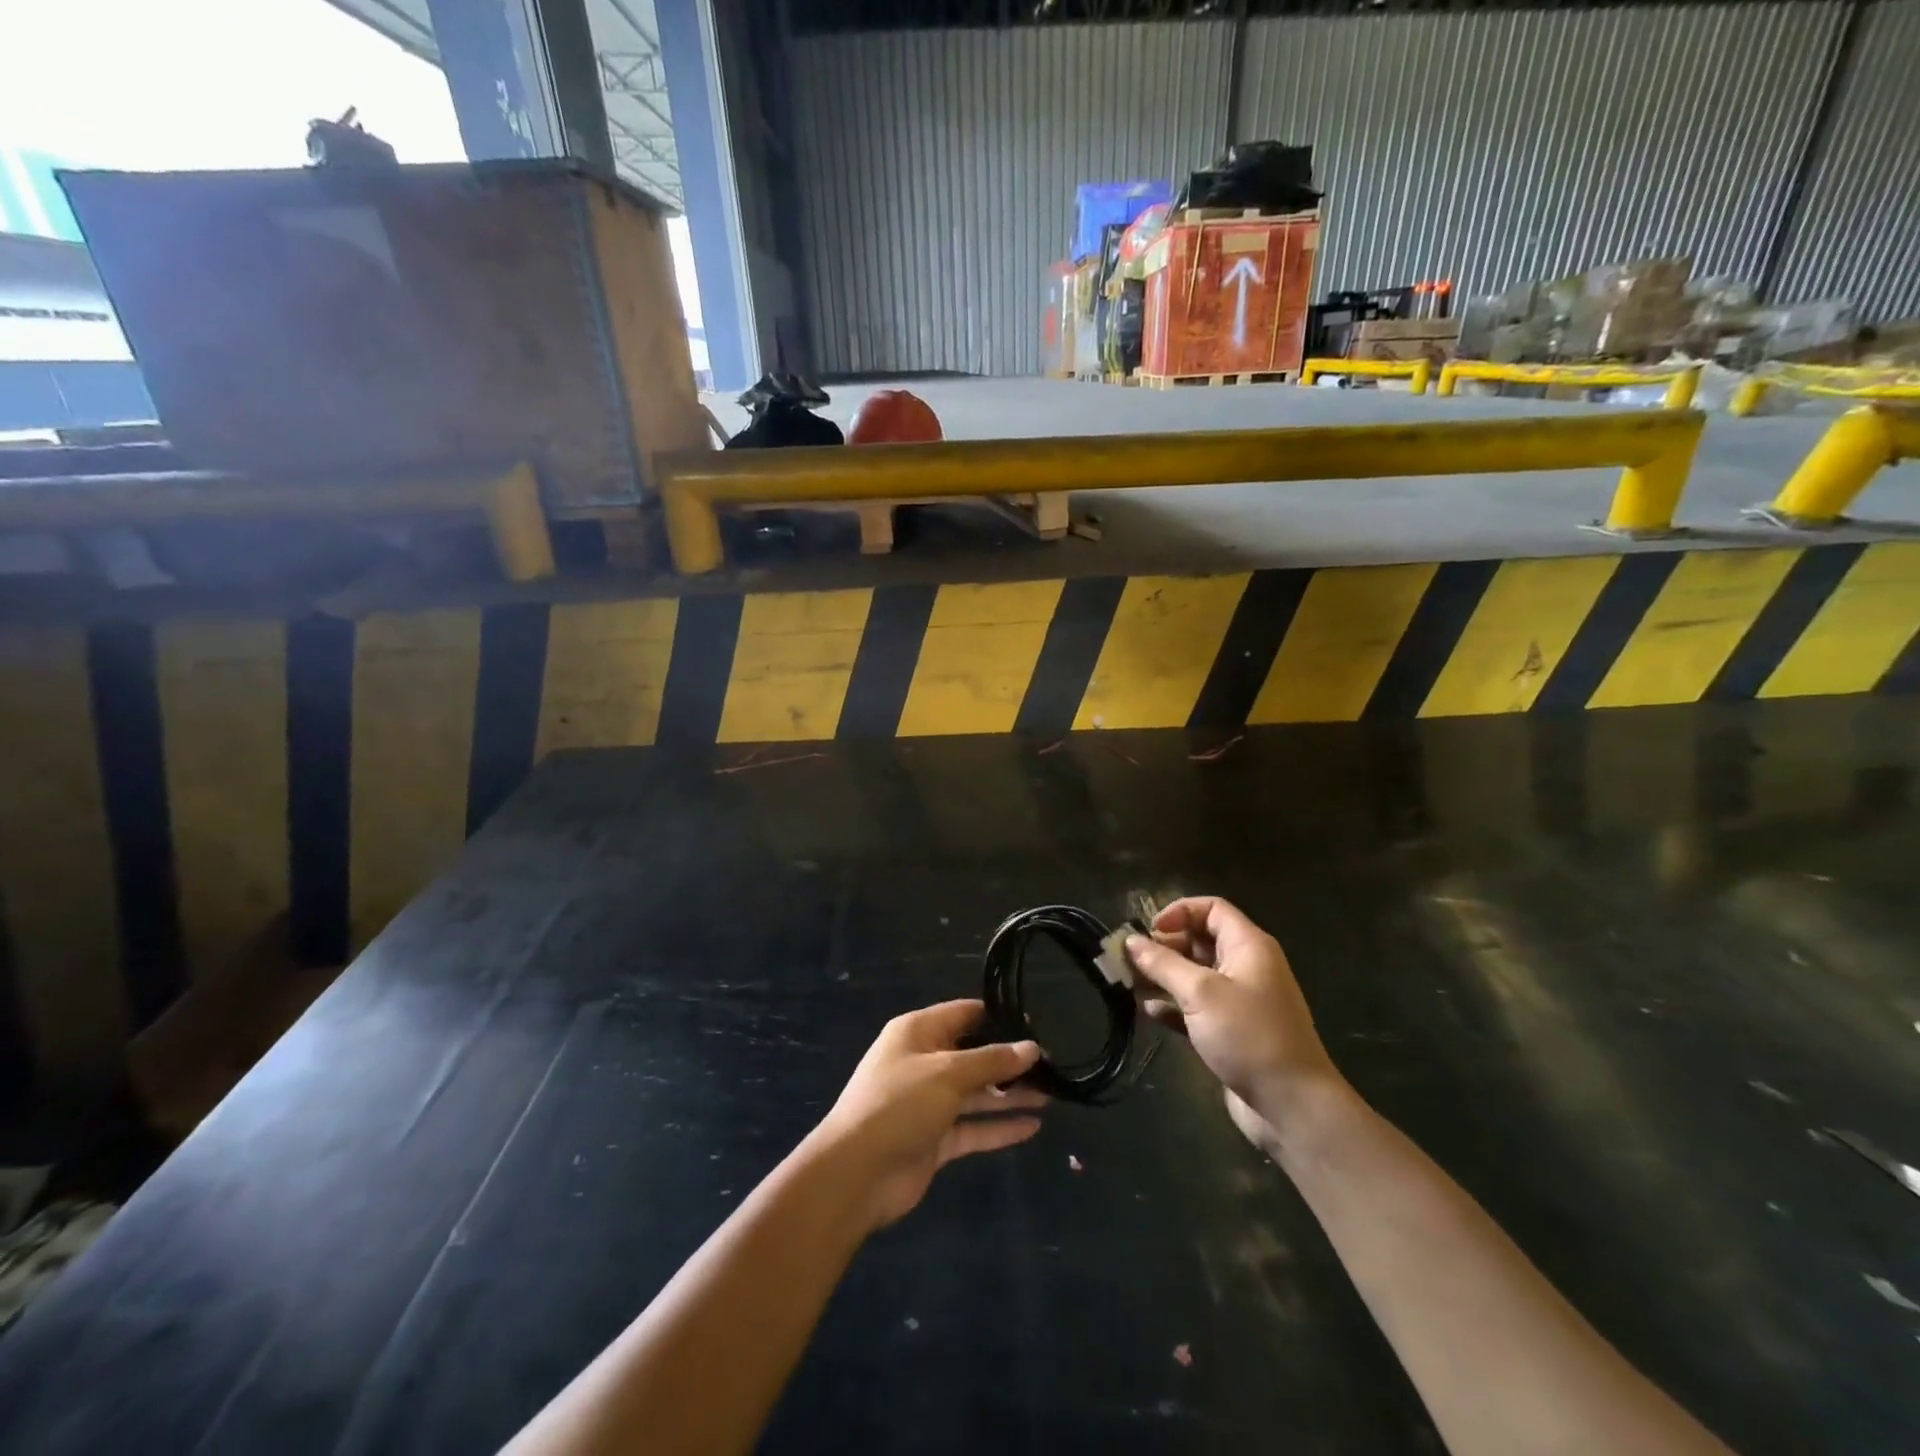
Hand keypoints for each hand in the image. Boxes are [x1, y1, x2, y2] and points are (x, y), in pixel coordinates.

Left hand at [808, 1000, 1044, 1230]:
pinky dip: (999, 1127)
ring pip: (976, 1093)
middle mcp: (924, 1062)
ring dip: (1009, 1094)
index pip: (964, 1014)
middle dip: (1009, 1061)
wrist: (856, 1173)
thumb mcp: (948, 1073)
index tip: (1036, 1024)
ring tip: (1052, 1095)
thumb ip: (992, 1060)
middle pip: (973, 1055)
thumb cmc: (900, 1104)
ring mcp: (928, 1103)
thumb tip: (1031, 1047)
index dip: (998, 1017)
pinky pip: (973, 1127)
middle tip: (1052, 1064)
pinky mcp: (934, 1139)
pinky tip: (1033, 1127)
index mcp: (918, 1032)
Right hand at [1125, 897, 1343, 1155]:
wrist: (1291, 1106)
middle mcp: (1245, 966)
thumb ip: (1162, 963)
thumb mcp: (1200, 993)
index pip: (1211, 909)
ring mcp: (1238, 1000)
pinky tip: (1149, 1012)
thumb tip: (1130, 941)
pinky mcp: (1230, 1031)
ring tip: (1130, 985)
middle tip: (1130, 960)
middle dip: (1163, 947)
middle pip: (1198, 941)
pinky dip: (1173, 1005)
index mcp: (1248, 946)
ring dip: (1162, 977)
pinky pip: (1195, 1006)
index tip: (1149, 931)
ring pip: (1193, 975)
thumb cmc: (1248, 1036)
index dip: (1179, 912)